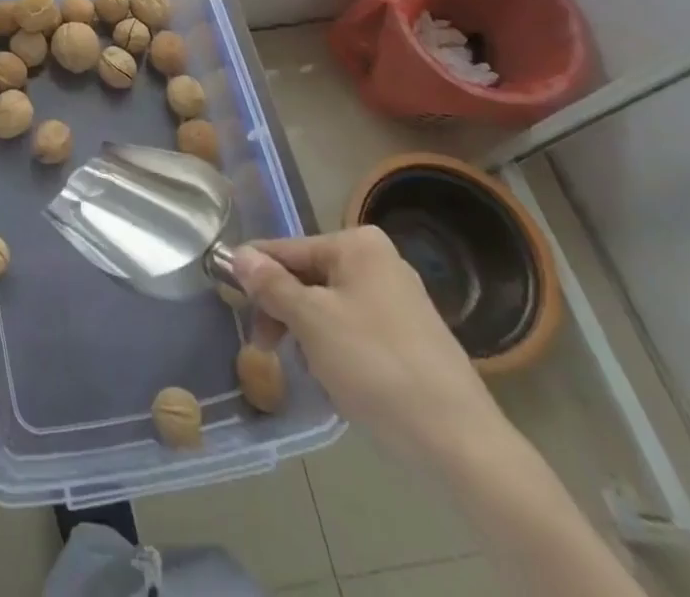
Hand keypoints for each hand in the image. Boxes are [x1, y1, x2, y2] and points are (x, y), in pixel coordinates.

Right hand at [232, 228, 507, 471]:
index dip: (255, 274)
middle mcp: (380, 262)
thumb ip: (271, 285)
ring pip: (329, 307)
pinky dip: (337, 351)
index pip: (287, 249)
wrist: (461, 445)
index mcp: (358, 245)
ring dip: (309, 335)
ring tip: (309, 372)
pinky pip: (355, 331)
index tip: (228, 299)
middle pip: (308, 277)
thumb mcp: (312, 321)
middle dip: (284, 311)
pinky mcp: (412, 339)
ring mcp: (400, 301)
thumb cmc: (377, 367)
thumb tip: (238, 254)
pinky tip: (337, 383)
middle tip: (265, 349)